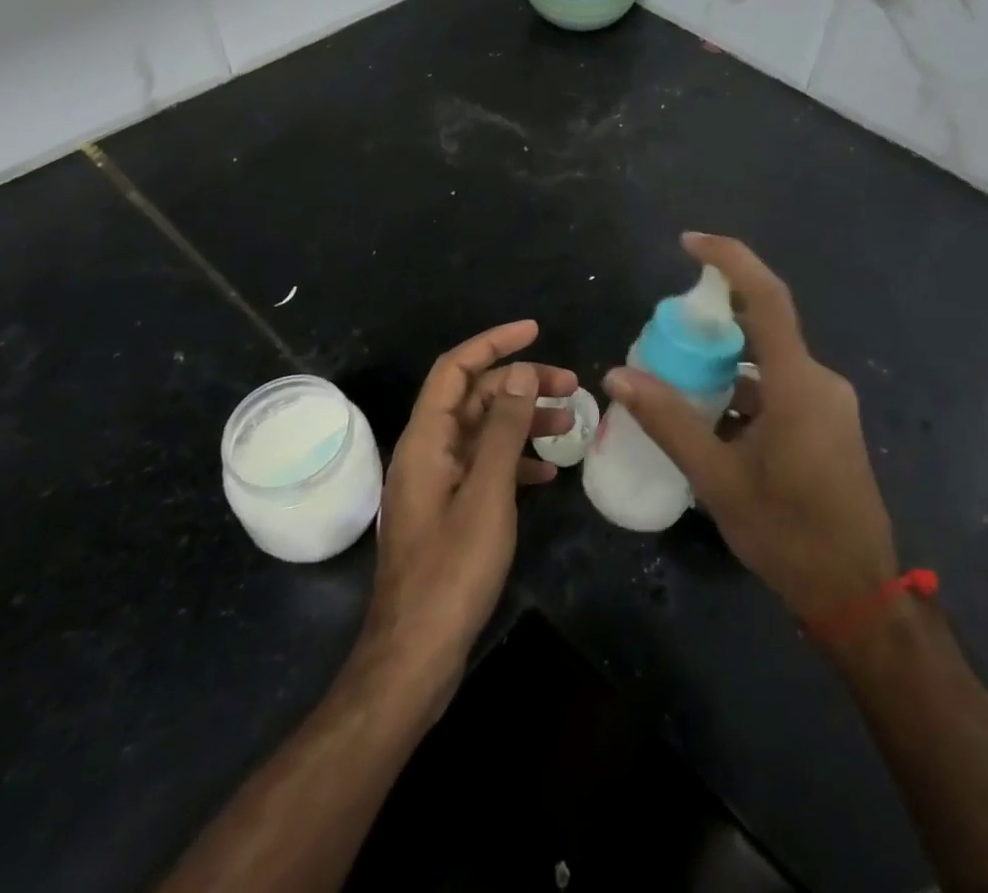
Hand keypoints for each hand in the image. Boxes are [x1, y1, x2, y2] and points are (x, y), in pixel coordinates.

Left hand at [362, 321, 574, 702]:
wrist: (416, 656)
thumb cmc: (452, 570)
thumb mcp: (487, 492)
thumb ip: (503, 429)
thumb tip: (519, 372)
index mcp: (426, 439)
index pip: (456, 369)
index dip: (493, 343)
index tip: (535, 331)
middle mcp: (427, 452)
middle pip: (474, 398)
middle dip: (521, 384)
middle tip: (571, 385)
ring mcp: (438, 483)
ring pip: (483, 432)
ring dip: (523, 421)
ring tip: (570, 425)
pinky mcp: (449, 511)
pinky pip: (484, 468)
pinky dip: (515, 461)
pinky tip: (546, 474)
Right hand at [605, 235, 896, 620]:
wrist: (858, 594)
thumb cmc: (788, 535)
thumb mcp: (718, 479)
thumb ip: (669, 422)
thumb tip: (618, 375)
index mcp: (798, 383)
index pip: (766, 297)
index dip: (729, 260)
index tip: (688, 243)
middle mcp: (818, 380)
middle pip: (764, 326)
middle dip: (714, 320)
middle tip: (666, 335)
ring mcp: (828, 402)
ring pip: (769, 361)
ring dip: (727, 363)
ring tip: (678, 380)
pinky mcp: (828, 423)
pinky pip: (780, 387)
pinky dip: (744, 389)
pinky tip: (712, 418)